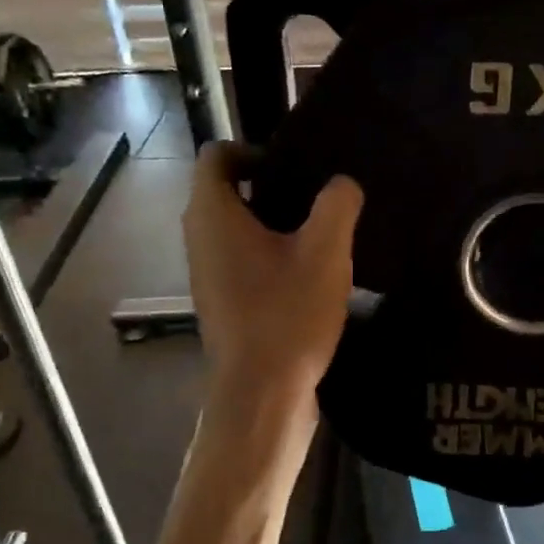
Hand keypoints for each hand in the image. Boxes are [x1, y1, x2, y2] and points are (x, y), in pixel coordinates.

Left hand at [183, 142, 362, 408]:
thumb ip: (338, 204)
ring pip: (237, 230)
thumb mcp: (326, 250)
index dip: (254, 149)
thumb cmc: (288, 314)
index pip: (217, 155)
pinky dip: (271, 256)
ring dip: (275, 225)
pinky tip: (311, 274)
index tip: (296, 167)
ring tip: (322, 234)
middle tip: (318, 197)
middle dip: (272, 186)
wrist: (263, 394)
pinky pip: (243, 261)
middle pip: (227, 191)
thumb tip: (343, 185)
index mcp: (213, 214)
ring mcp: (208, 274)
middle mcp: (200, 239)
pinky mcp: (223, 303)